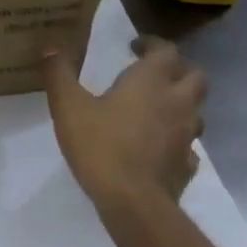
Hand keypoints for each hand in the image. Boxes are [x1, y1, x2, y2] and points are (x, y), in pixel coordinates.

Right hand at [42, 36, 205, 213]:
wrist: (133, 202)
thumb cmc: (100, 146)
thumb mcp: (68, 106)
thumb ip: (59, 74)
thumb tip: (50, 47)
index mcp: (150, 82)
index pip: (167, 50)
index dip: (153, 44)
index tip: (135, 45)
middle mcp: (176, 103)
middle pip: (195, 76)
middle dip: (177, 70)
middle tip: (152, 73)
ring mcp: (187, 136)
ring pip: (195, 111)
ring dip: (180, 104)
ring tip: (154, 109)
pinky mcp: (187, 165)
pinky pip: (188, 145)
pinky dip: (176, 139)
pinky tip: (157, 146)